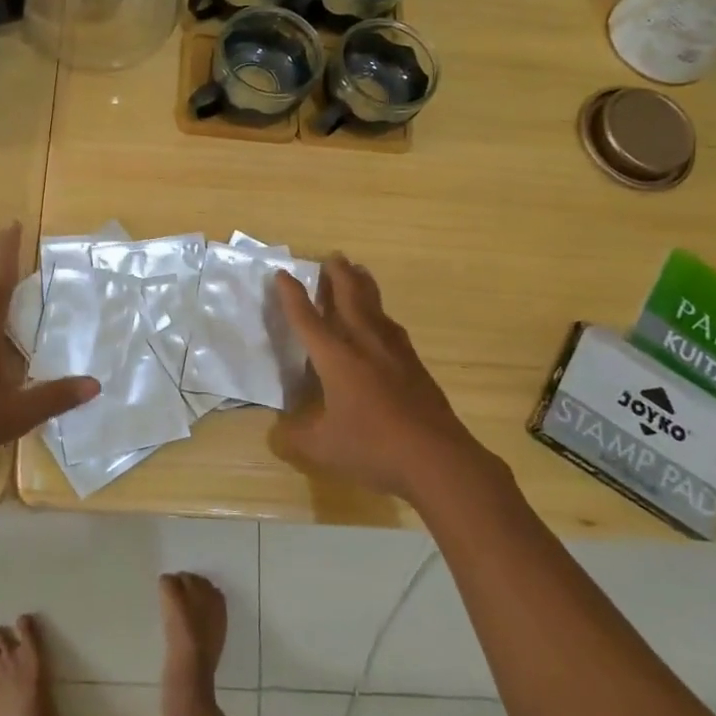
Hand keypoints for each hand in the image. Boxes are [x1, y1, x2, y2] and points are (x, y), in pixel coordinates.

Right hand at [274, 254, 495, 500]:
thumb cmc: (373, 448)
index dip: (292, 295)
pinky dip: (381, 314)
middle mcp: (364, 344)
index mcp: (336, 358)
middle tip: (332, 256)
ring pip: (375, 307)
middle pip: (349, 298)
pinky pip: (392, 327)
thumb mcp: (322, 448)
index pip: (308, 319)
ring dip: (364, 286)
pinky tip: (384, 321)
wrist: (437, 458)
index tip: (282, 274)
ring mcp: (395, 353)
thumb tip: (277, 433)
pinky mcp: (415, 366)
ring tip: (359, 272)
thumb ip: (295, 438)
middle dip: (338, 275)